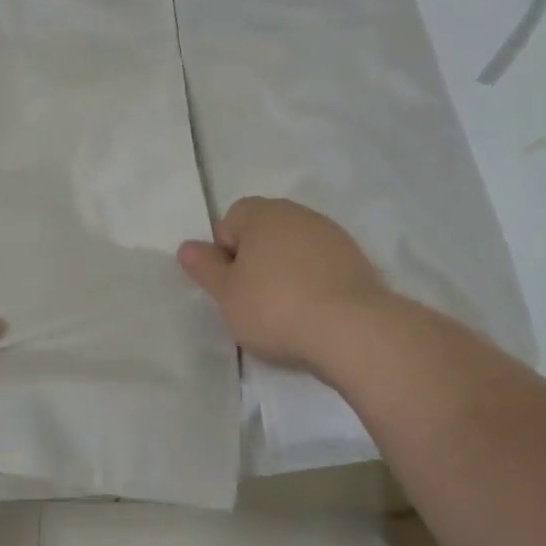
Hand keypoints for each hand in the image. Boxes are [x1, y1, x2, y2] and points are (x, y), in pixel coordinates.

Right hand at [178, 197, 391, 372]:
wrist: (353, 331)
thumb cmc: (275, 308)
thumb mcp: (227, 293)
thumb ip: (205, 267)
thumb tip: (188, 247)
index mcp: (263, 214)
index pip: (231, 220)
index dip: (224, 251)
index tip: (229, 284)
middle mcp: (299, 215)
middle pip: (264, 232)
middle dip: (254, 260)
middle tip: (250, 299)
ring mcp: (332, 236)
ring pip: (294, 249)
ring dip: (284, 272)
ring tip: (283, 311)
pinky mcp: (357, 262)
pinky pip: (320, 267)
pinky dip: (311, 283)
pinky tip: (311, 314)